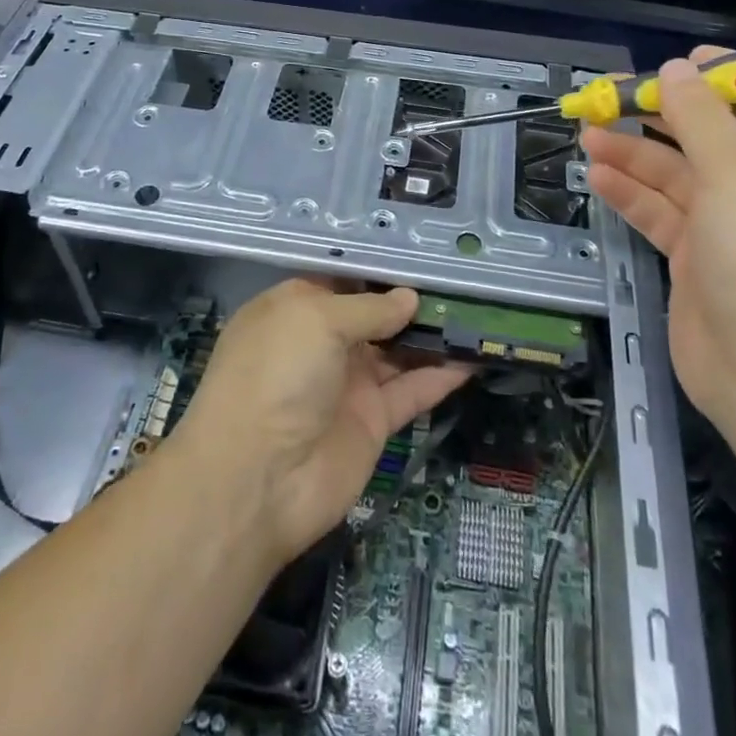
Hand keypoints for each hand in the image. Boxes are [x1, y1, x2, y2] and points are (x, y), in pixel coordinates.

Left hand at [174, 278, 472, 563]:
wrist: (257, 480)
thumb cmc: (277, 375)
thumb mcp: (316, 320)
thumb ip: (369, 307)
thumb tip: (408, 297)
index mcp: (295, 309)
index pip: (342, 280)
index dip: (378, 269)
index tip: (422, 256)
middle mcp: (321, 343)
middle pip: (374, 314)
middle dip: (412, 300)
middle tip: (462, 282)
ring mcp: (348, 383)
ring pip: (398, 351)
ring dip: (433, 336)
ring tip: (478, 312)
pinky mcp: (372, 421)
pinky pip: (412, 390)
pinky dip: (442, 375)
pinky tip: (476, 356)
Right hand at [582, 47, 735, 441]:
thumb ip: (701, 117)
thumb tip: (676, 70)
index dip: (727, 73)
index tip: (675, 65)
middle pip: (710, 131)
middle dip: (660, 111)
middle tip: (608, 94)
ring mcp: (731, 223)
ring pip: (676, 172)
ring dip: (633, 151)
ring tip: (586, 131)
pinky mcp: (698, 256)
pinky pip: (660, 211)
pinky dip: (630, 193)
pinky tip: (596, 176)